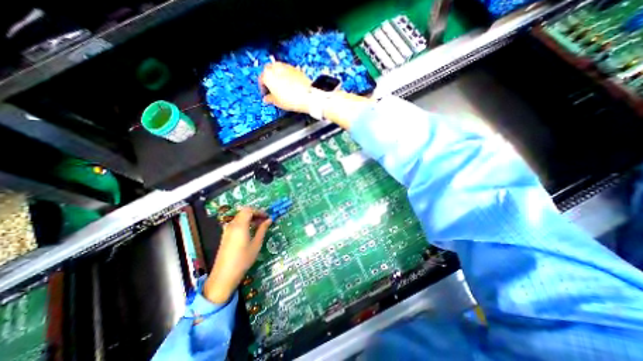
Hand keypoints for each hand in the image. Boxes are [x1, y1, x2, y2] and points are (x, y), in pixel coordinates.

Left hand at [202, 208, 268, 303]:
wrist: (224, 275)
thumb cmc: (243, 259)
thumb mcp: (256, 244)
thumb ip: (262, 229)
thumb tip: (269, 220)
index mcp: (240, 225)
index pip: (249, 210)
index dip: (259, 211)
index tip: (267, 217)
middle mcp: (232, 225)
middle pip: (243, 212)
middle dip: (255, 214)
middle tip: (264, 220)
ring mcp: (227, 230)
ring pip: (239, 217)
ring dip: (250, 218)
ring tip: (259, 226)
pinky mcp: (225, 236)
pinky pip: (236, 224)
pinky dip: (244, 223)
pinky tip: (250, 232)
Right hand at [259, 60, 313, 112]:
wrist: (307, 95)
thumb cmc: (291, 99)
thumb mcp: (276, 102)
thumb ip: (269, 99)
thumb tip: (267, 99)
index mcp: (267, 75)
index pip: (261, 80)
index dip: (263, 88)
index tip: (265, 94)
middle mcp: (275, 67)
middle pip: (268, 71)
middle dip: (269, 79)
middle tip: (272, 89)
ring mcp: (286, 66)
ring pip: (278, 69)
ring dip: (277, 76)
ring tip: (281, 87)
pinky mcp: (295, 68)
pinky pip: (287, 71)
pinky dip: (286, 76)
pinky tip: (289, 85)